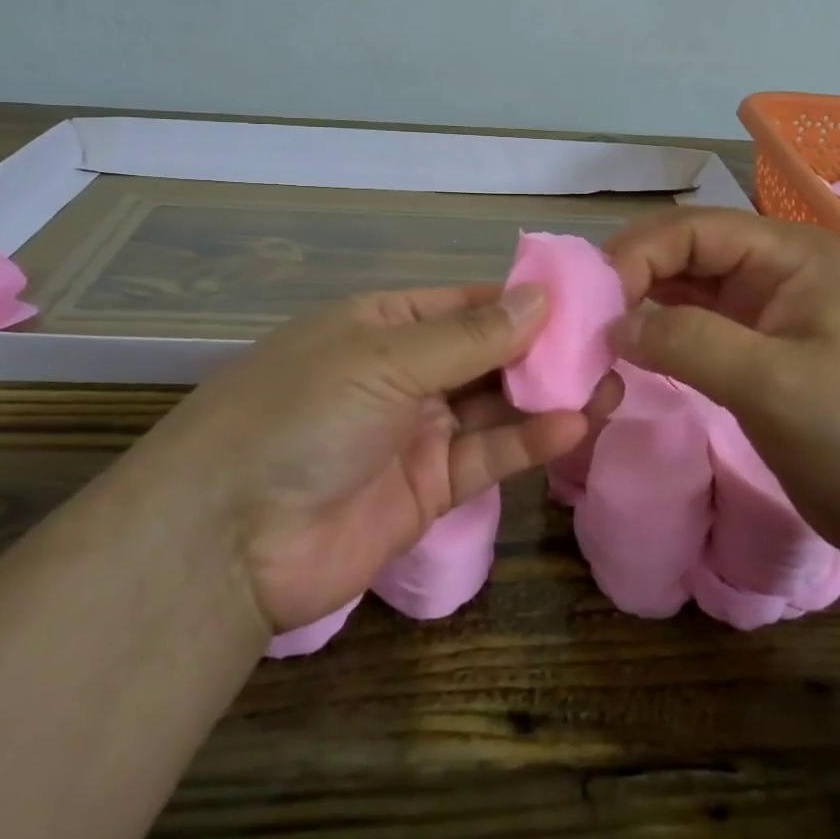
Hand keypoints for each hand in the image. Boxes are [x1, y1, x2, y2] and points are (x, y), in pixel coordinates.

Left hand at [152, 285, 619, 632]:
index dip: (525, 301)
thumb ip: (470, 337)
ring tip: (612, 382)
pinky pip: (489, 456)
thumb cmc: (303, 415)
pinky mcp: (430, 489)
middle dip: (547, 350)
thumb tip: (542, 297)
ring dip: (550, 395)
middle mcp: (406, 372)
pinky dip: (531, 442)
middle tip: (612, 344)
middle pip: (490, 353)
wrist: (227, 540)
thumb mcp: (385, 359)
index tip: (588, 299)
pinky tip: (575, 424)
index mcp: (386, 324)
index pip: (469, 303)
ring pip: (498, 406)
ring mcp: (419, 431)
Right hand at [605, 208, 839, 556]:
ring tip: (595, 330)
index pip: (694, 228)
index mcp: (789, 253)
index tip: (593, 300)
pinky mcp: (752, 346)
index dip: (638, 253)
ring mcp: (762, 306)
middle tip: (585, 315)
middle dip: (633, 274)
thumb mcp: (772, 385)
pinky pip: (691, 323)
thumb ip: (688, 343)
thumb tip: (614, 323)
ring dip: (639, 302)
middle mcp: (773, 266)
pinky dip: (656, 331)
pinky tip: (627, 348)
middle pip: (685, 249)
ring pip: (683, 285)